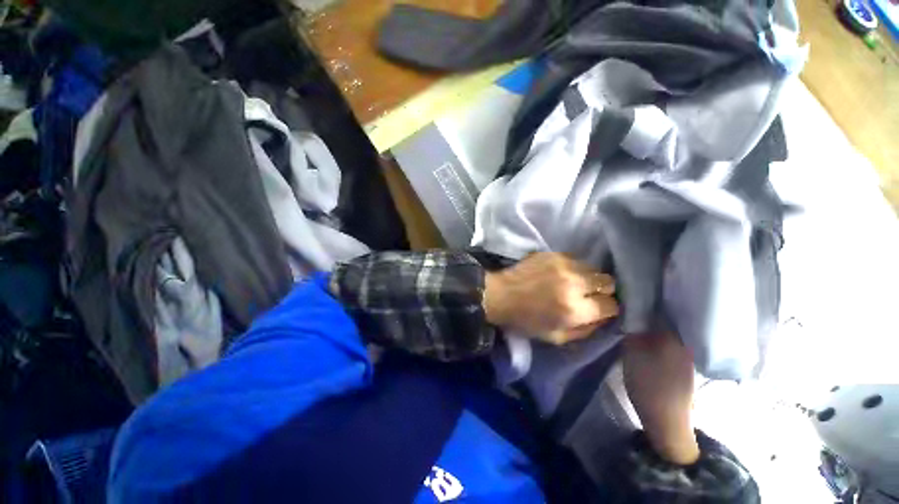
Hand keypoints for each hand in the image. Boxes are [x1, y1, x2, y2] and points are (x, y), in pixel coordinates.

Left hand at [483, 252, 618, 344]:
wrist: (501, 294)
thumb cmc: (525, 320)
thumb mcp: (556, 337)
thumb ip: (585, 330)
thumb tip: (604, 317)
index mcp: (575, 309)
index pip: (611, 305)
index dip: (607, 309)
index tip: (599, 309)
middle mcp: (574, 284)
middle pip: (608, 282)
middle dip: (602, 291)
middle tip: (590, 295)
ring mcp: (564, 265)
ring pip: (594, 268)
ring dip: (589, 277)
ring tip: (576, 283)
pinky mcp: (554, 254)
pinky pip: (576, 258)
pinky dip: (574, 267)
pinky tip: (563, 273)